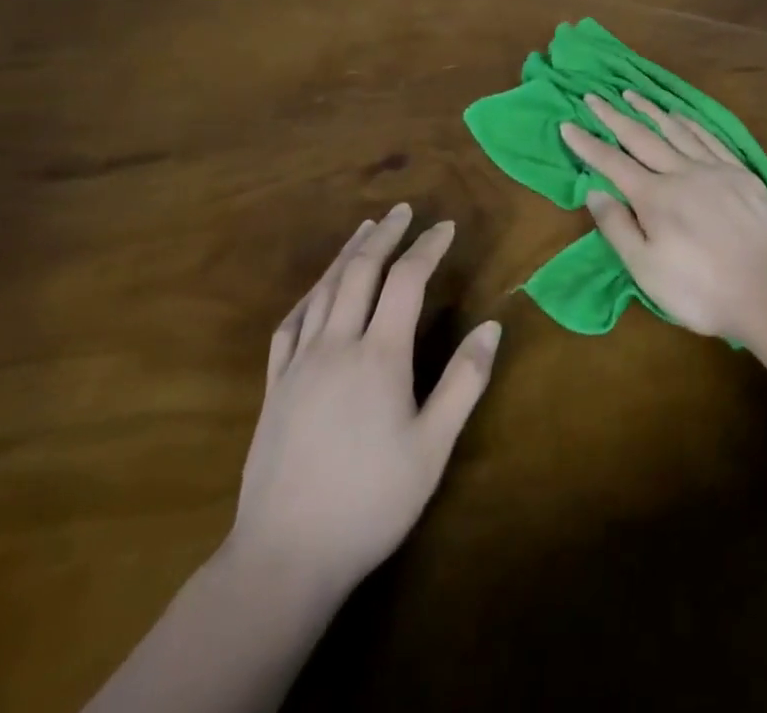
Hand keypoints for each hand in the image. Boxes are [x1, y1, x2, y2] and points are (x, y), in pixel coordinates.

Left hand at [224, 204, 500, 597]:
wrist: (284, 557)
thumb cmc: (370, 502)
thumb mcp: (432, 448)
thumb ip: (464, 382)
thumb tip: (492, 326)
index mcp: (379, 356)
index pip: (406, 281)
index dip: (427, 247)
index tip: (445, 226)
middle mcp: (337, 345)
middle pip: (361, 272)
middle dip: (384, 235)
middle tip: (403, 210)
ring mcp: (299, 363)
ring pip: (324, 289)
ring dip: (348, 254)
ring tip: (365, 229)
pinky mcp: (274, 386)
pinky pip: (290, 323)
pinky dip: (310, 293)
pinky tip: (317, 288)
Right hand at [559, 92, 766, 338]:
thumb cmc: (701, 289)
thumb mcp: (647, 270)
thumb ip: (618, 228)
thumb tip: (595, 190)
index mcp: (655, 197)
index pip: (612, 163)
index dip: (587, 144)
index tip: (568, 124)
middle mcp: (682, 172)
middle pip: (642, 137)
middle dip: (614, 116)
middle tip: (594, 96)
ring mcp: (715, 169)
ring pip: (676, 130)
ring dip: (650, 110)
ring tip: (632, 94)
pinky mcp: (742, 173)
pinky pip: (710, 138)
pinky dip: (690, 123)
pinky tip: (682, 116)